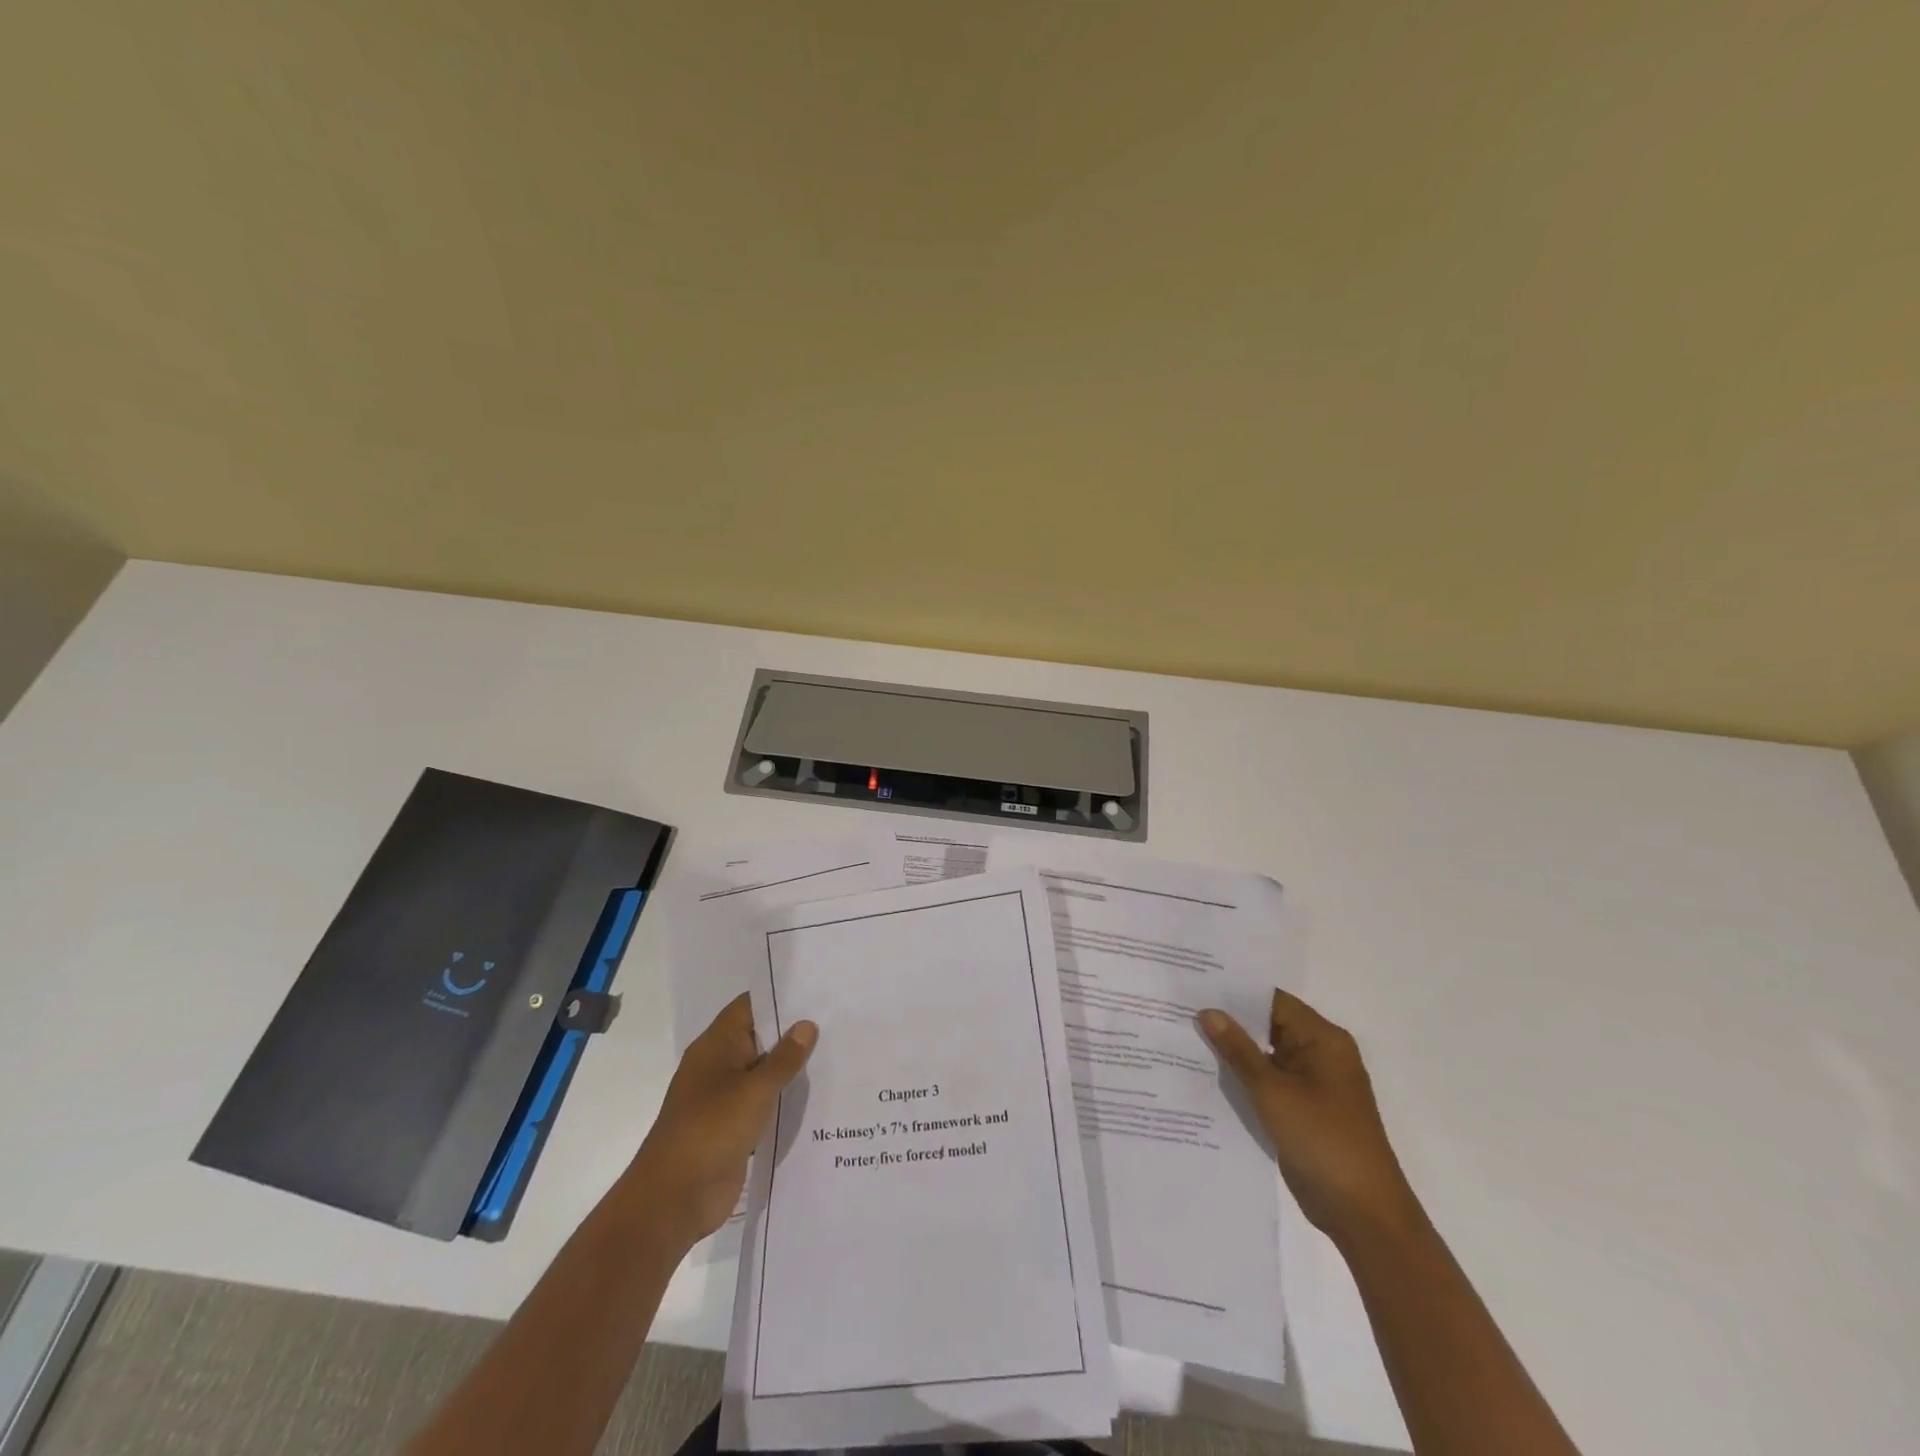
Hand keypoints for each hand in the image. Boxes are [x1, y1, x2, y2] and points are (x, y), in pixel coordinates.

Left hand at [619, 994, 816, 1249]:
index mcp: (716, 1045)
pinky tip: (818, 1097)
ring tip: (836, 1053)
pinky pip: (763, 1103)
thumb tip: (807, 1025)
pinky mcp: (732, 1127)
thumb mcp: (755, 1090)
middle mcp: (719, 1065)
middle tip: (838, 1020)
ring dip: (791, 1068)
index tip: (818, 990)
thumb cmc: (711, 1130)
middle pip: (760, 1037)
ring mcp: (724, 1097)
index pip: (750, 1006)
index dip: (781, 996)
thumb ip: (784, 1058)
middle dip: (793, 1032)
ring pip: (763, 1072)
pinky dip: (784, 1099)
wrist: (674, 1199)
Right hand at [1198, 989, 1417, 1244]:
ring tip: (1184, 1037)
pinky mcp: (1303, 1109)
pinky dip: (1244, 1078)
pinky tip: (1206, 1075)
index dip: (1235, 992)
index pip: (1273, 1001)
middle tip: (1181, 1010)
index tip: (1195, 985)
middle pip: (1269, 1025)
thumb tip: (1208, 1011)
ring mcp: (1313, 1084)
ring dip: (1233, 1052)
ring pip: (1266, 1055)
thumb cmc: (1322, 1140)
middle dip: (1229, 1022)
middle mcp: (1320, 1054)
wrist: (1363, 1214)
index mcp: (1323, 1040)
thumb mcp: (1272, 1091)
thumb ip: (1238, 1050)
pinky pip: (1269, 1082)